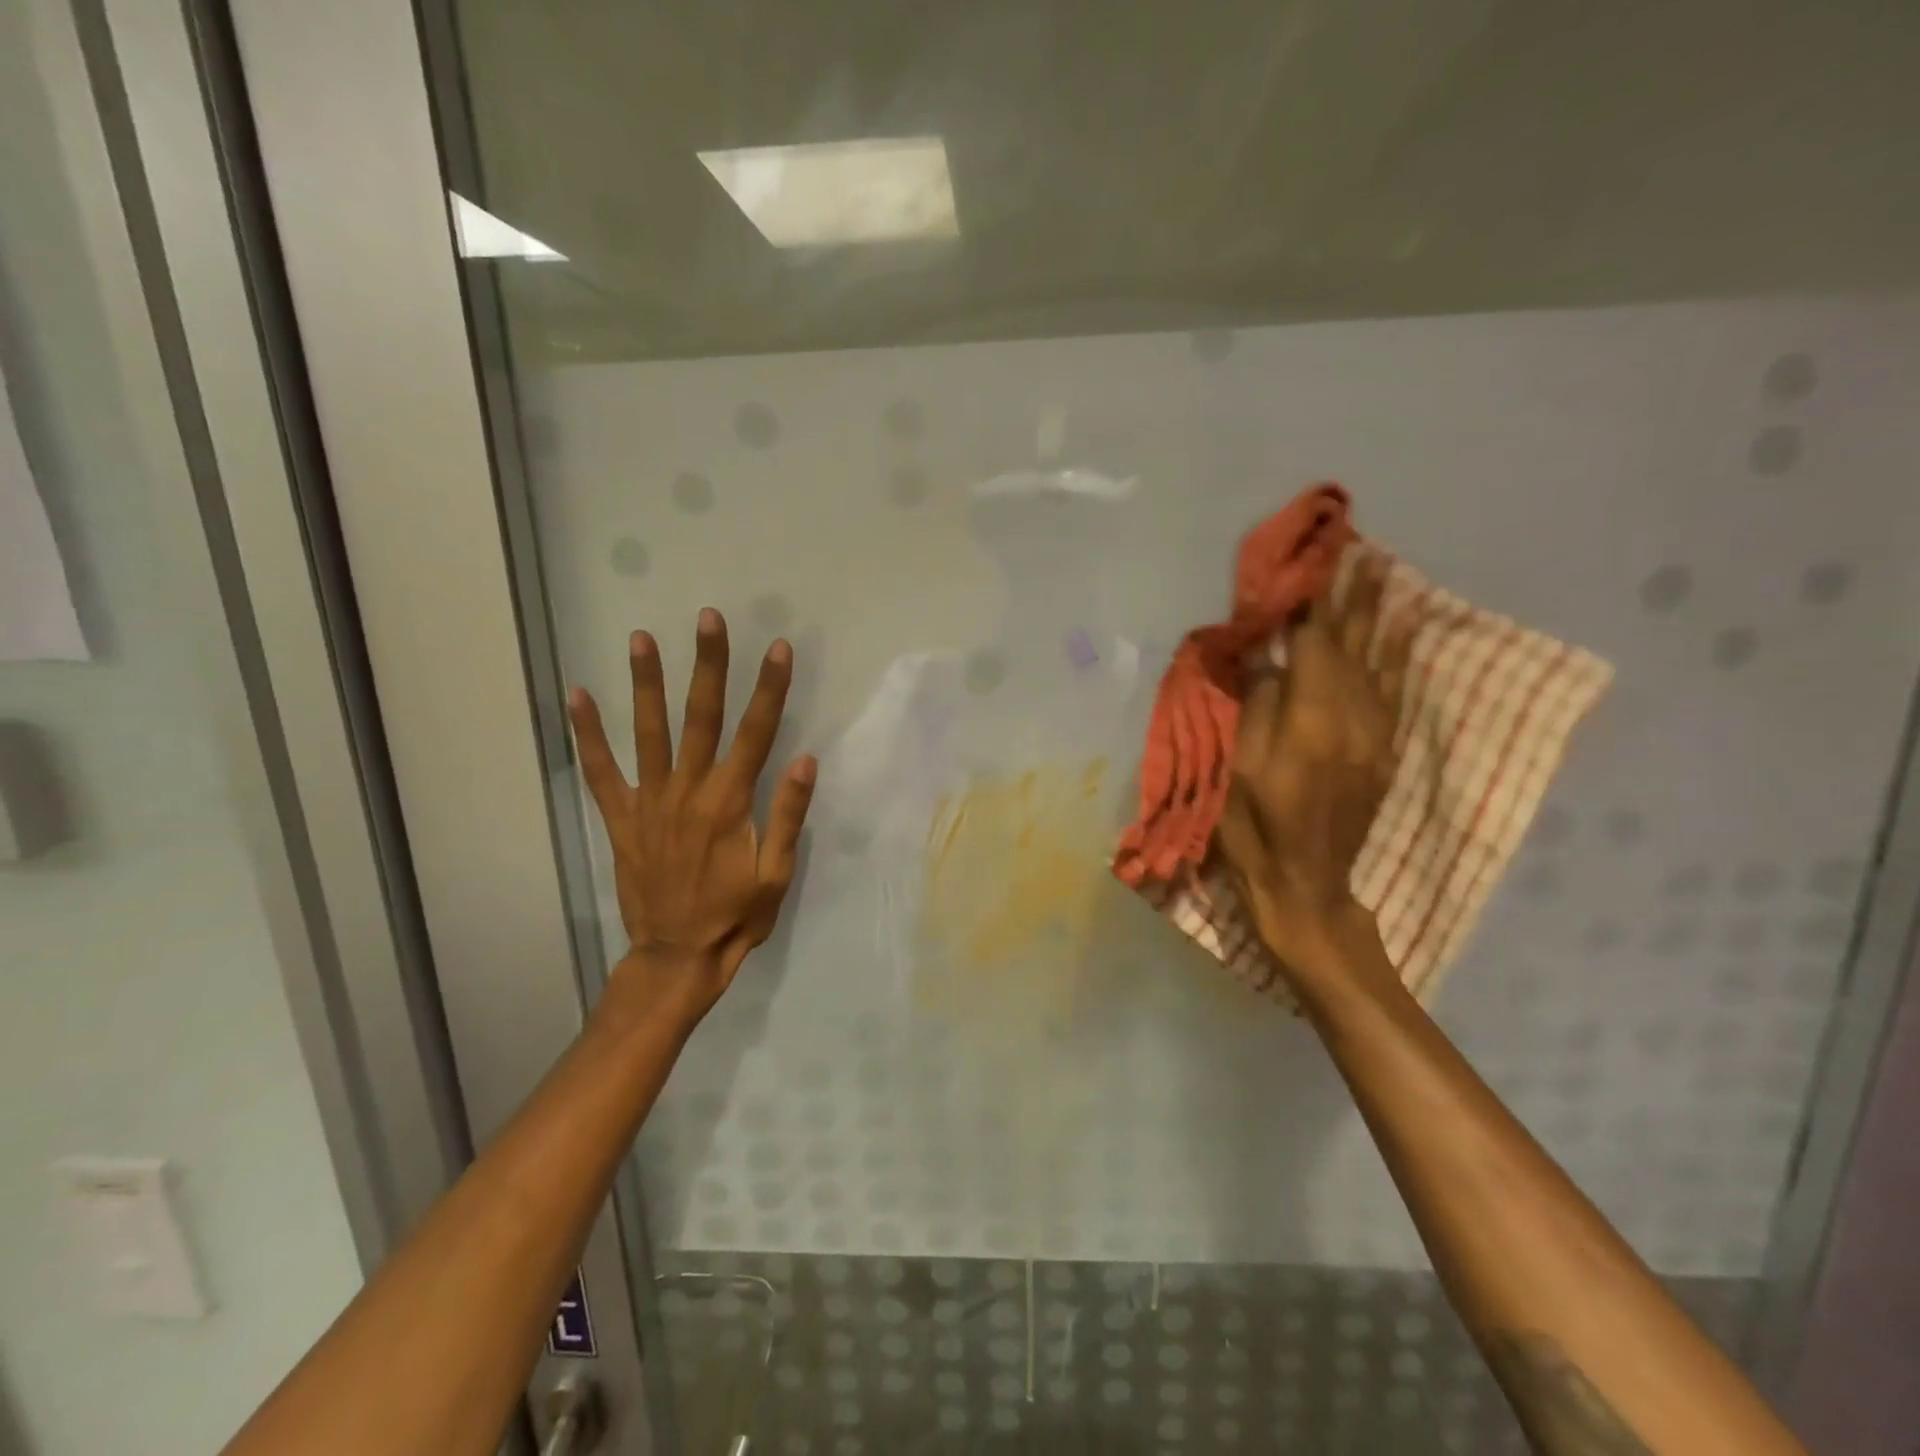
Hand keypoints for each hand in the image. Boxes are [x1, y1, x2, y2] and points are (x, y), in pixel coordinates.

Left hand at [568, 609, 816, 1025]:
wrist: (677, 956)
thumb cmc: (736, 916)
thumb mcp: (776, 874)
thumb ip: (788, 815)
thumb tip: (806, 759)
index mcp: (730, 804)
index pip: (756, 733)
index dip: (769, 688)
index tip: (777, 648)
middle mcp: (688, 791)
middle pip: (701, 717)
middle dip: (709, 665)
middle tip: (708, 619)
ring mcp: (649, 802)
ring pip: (648, 732)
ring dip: (646, 683)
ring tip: (642, 638)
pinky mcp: (621, 818)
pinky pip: (601, 771)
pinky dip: (587, 734)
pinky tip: (576, 696)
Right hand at [1218, 552, 1414, 989]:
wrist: (1308, 888)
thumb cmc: (1256, 832)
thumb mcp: (1237, 771)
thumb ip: (1255, 708)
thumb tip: (1267, 661)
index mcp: (1311, 721)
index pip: (1313, 645)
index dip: (1311, 603)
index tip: (1313, 563)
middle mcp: (1353, 718)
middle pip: (1352, 645)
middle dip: (1351, 597)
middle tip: (1356, 552)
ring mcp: (1374, 736)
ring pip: (1377, 661)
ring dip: (1377, 616)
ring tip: (1380, 575)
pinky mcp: (1382, 751)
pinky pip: (1391, 690)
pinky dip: (1395, 655)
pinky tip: (1399, 632)